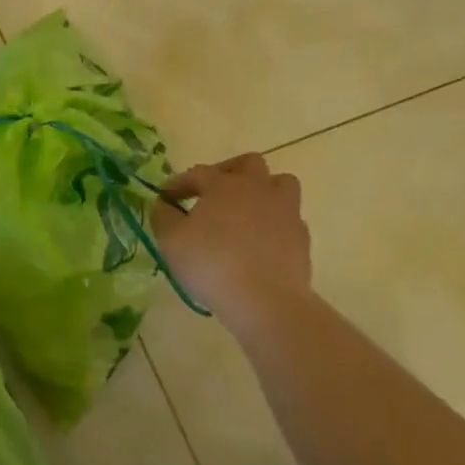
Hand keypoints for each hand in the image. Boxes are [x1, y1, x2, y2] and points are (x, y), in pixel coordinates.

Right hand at [154, 154, 313, 333]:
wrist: (265, 301)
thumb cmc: (211, 264)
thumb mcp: (170, 239)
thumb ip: (162, 215)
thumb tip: (164, 204)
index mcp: (224, 184)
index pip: (197, 173)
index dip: (179, 183)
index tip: (165, 197)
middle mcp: (257, 188)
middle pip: (249, 163)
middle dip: (228, 171)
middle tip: (212, 192)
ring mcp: (285, 211)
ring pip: (280, 184)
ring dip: (262, 190)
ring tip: (245, 210)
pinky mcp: (301, 237)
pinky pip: (288, 218)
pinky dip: (274, 222)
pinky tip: (260, 241)